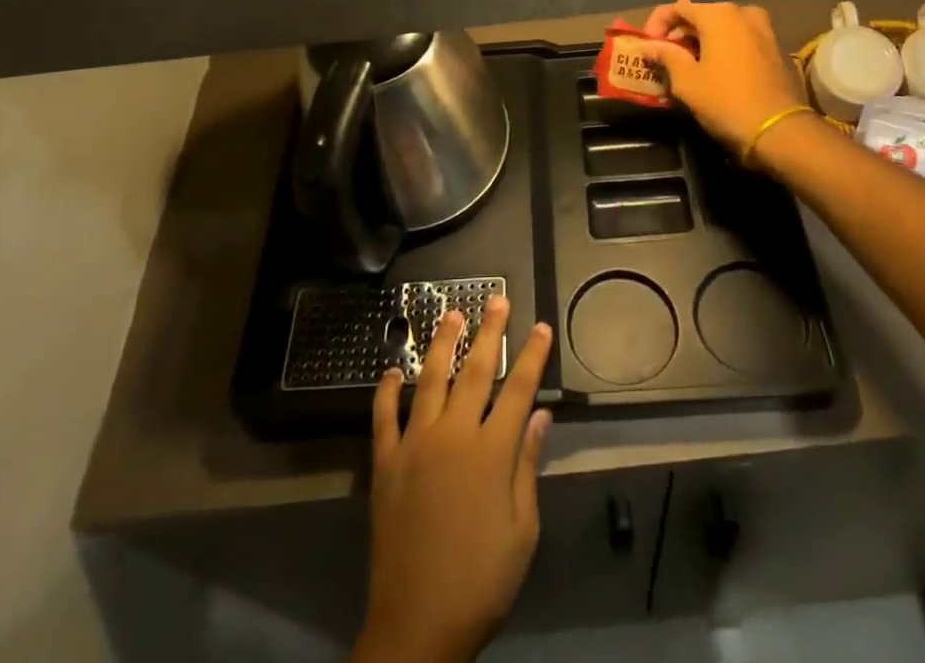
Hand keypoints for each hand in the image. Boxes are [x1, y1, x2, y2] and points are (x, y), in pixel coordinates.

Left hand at [351, 297, 554, 662]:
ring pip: (431, 380)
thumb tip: (539, 416)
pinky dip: (387, 390)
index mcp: (491, 453)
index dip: (532, 356)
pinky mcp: (385, 463)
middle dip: (489, 331)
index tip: (540, 326)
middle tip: (496, 299)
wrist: (417, 625)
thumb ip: (527, 467)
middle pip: (475, 371)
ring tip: (451, 314)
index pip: (518, 390)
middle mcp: (453, 436)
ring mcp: (415, 444)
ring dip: (442, 344)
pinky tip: (392, 370)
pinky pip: (384, 417)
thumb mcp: (522, 531)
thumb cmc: (481, 581)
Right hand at [631, 0, 809, 153]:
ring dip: (701, 42)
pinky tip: (715, 71)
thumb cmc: (726, 101)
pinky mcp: (775, 48)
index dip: (656, 24)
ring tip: (688, 66)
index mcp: (718, 14)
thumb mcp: (686, 81)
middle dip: (679, 34)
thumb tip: (646, 46)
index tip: (646, 47)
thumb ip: (665, 56)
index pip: (677, 7)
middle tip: (664, 58)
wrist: (780, 131)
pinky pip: (740, 39)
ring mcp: (763, 29)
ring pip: (722, 28)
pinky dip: (723, 48)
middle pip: (701, 15)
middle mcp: (742, 12)